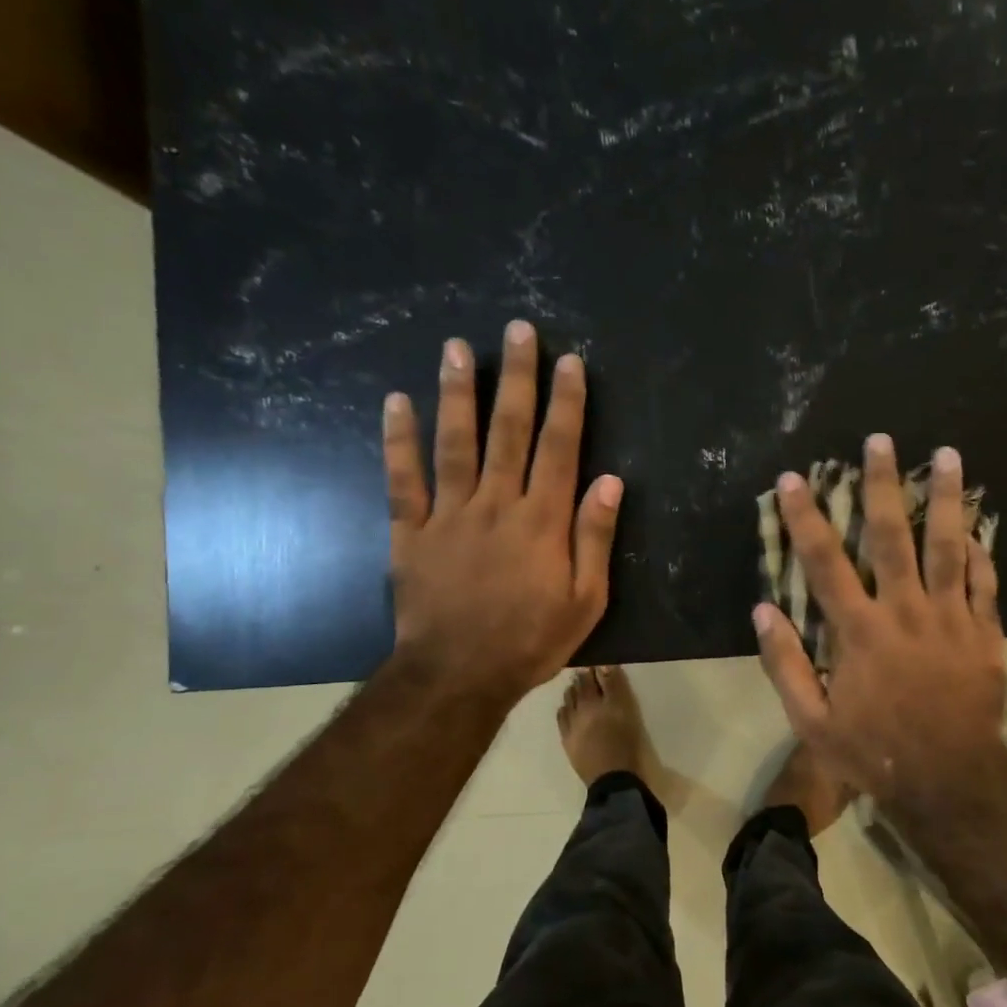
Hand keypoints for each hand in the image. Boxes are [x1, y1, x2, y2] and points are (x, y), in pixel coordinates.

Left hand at [382, 320, 621, 708]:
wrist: (458, 675)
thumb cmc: (531, 640)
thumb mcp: (586, 600)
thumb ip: (595, 538)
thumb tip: (610, 481)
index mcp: (542, 521)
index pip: (559, 448)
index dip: (567, 402)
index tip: (569, 361)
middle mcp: (496, 504)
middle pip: (509, 431)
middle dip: (516, 378)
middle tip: (516, 330)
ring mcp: (448, 514)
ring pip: (454, 442)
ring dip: (457, 392)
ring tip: (457, 347)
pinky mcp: (409, 532)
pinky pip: (402, 479)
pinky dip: (398, 440)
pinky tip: (397, 401)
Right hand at [753, 434, 1006, 815]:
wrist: (948, 781)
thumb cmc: (873, 752)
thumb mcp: (812, 721)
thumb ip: (786, 664)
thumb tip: (764, 611)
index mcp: (859, 631)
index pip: (825, 562)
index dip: (806, 517)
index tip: (795, 479)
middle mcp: (905, 612)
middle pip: (892, 536)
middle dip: (883, 485)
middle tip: (880, 441)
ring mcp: (950, 619)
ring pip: (949, 547)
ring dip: (945, 499)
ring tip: (949, 455)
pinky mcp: (984, 634)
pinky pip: (984, 584)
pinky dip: (982, 553)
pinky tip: (979, 527)